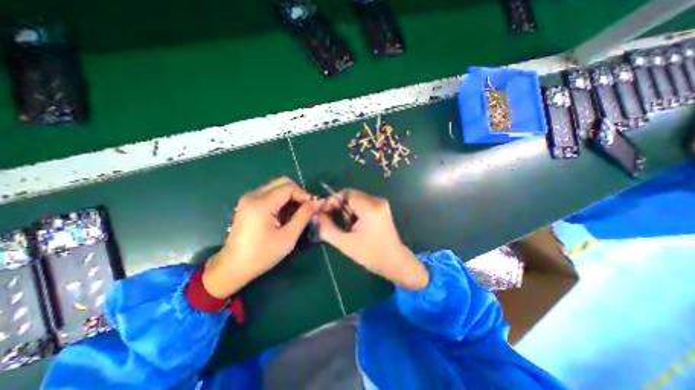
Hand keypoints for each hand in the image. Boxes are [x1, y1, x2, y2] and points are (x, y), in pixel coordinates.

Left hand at [201, 177, 318, 297]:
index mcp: (261, 204)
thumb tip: (317, 202)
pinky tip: (284, 212)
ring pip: (276, 186)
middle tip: (305, 207)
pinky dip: (281, 198)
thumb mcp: (288, 237)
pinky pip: (269, 192)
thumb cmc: (262, 255)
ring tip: (297, 211)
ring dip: (289, 195)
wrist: (233, 266)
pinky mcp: (247, 203)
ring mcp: (248, 198)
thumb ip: (304, 216)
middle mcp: (253, 196)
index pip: (289, 187)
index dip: (304, 194)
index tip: (312, 207)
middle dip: (297, 192)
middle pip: (282, 182)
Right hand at [320, 188, 429, 289]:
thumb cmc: (370, 254)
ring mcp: (381, 203)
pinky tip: (356, 225)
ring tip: (349, 227)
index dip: (332, 201)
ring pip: (356, 200)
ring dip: (347, 211)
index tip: (324, 213)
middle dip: (339, 207)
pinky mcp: (382, 208)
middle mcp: (377, 201)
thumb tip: (317, 215)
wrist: (394, 261)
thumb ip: (327, 228)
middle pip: (350, 195)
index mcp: (370, 207)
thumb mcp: (345, 243)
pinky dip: (355, 212)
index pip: (345, 193)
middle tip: (333, 221)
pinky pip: (363, 204)